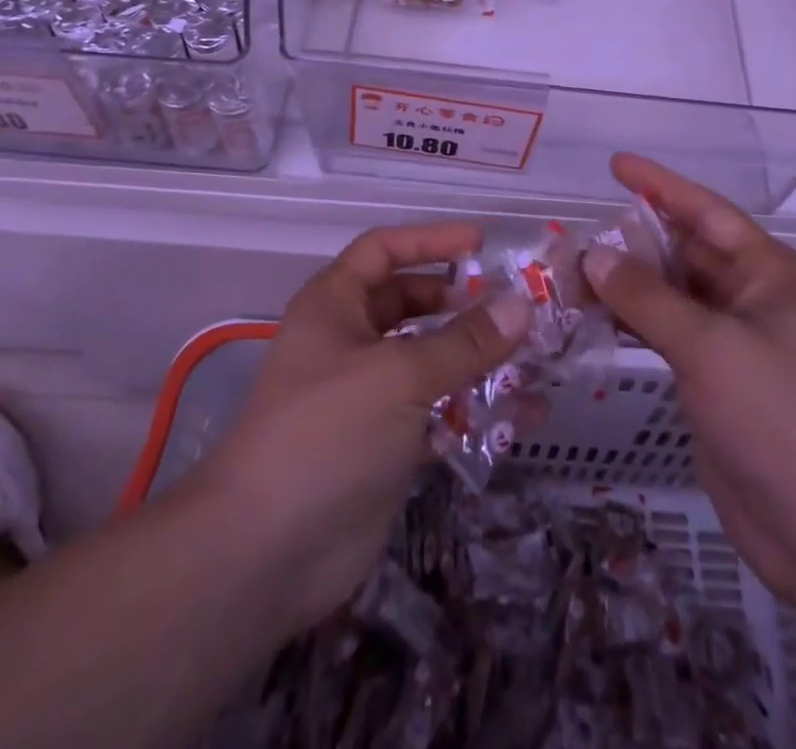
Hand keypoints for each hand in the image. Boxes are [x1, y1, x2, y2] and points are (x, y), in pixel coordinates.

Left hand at [187, 222, 530, 635]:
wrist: (266, 554)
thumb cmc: (328, 433)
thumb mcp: (400, 375)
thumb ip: (465, 341)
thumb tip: (521, 304)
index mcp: (334, 304)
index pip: (384, 250)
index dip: (430, 241)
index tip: (482, 244)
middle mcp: (347, 341)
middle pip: (408, 304)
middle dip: (458, 303)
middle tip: (513, 308)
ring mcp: (364, 395)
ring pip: (426, 361)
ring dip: (472, 360)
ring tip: (529, 360)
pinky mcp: (382, 445)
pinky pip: (433, 413)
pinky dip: (469, 411)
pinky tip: (517, 417)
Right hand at [583, 153, 795, 600]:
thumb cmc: (780, 418)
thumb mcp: (711, 346)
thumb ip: (647, 297)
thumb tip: (593, 255)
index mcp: (769, 273)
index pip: (707, 212)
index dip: (660, 185)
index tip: (615, 165)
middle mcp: (751, 298)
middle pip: (682, 252)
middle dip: (631, 242)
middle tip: (573, 237)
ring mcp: (731, 341)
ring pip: (668, 294)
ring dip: (624, 285)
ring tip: (569, 277)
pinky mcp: (712, 379)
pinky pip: (663, 333)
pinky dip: (629, 323)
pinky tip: (592, 319)